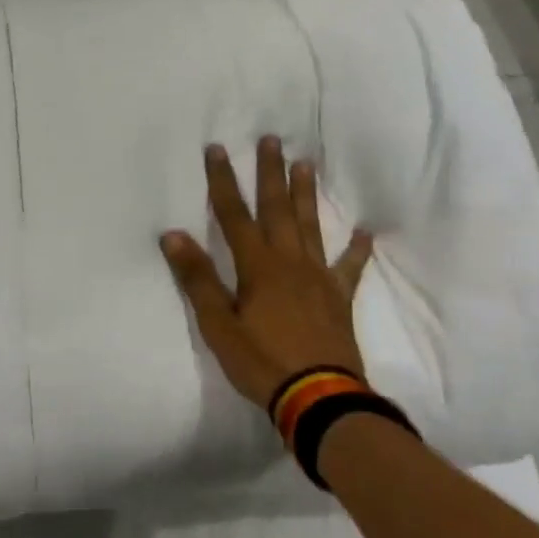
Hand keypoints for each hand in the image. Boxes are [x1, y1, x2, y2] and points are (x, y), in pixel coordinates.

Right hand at [161, 137, 373, 408]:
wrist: (319, 398)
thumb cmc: (261, 361)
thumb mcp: (217, 324)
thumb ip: (198, 278)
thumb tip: (173, 235)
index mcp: (257, 267)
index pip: (234, 214)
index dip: (223, 181)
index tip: (217, 149)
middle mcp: (289, 262)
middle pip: (277, 210)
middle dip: (270, 173)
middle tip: (271, 139)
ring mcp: (318, 278)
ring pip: (310, 227)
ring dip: (306, 195)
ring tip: (306, 164)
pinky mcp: (339, 299)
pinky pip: (349, 267)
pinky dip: (357, 249)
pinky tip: (364, 232)